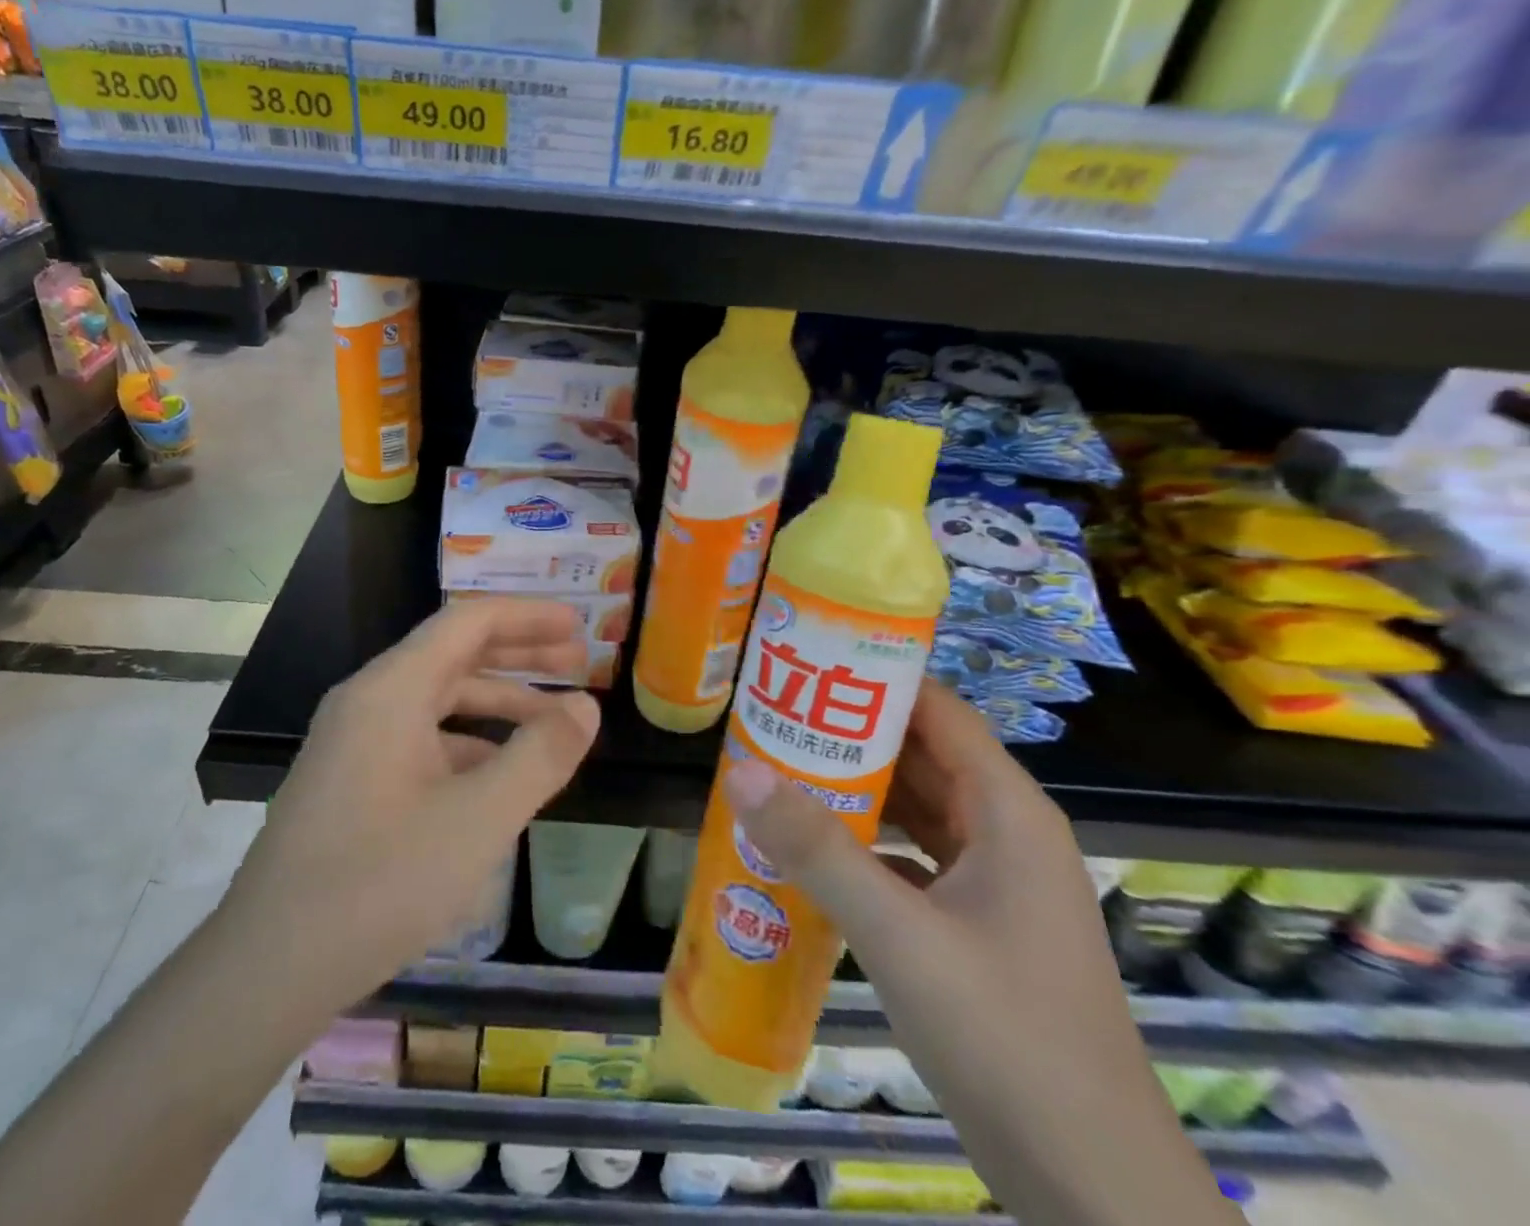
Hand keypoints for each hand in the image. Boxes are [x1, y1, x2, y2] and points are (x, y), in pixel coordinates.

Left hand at [223, 597, 600, 1031]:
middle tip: (578, 662)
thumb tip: (585, 706)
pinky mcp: (351, 781)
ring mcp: (354, 742)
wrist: (266, 970)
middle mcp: (368, 701)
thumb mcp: (479, 819)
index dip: (528, 617)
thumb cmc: (379, 882)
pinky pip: (421, 739)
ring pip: (438, 700)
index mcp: (392, 690)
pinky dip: (469, 742)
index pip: (468, 622)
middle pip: (454, 654)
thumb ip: (540, 756)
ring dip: (497, 701)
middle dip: (520, 655)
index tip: (578, 625)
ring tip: (552, 721)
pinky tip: (501, 776)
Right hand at [726, 681, 1235, 1225]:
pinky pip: (912, 857)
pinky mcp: (975, 924)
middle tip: (771, 711)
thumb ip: (817, 850)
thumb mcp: (900, 935)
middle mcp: (1004, 831)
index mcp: (1007, 810)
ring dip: (854, 789)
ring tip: (777, 765)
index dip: (875, 676)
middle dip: (848, 732)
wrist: (1095, 1192)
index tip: (804, 661)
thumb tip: (738, 769)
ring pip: (916, 808)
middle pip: (921, 755)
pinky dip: (865, 844)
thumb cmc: (1008, 1040)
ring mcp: (993, 881)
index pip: (937, 709)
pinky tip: (809, 848)